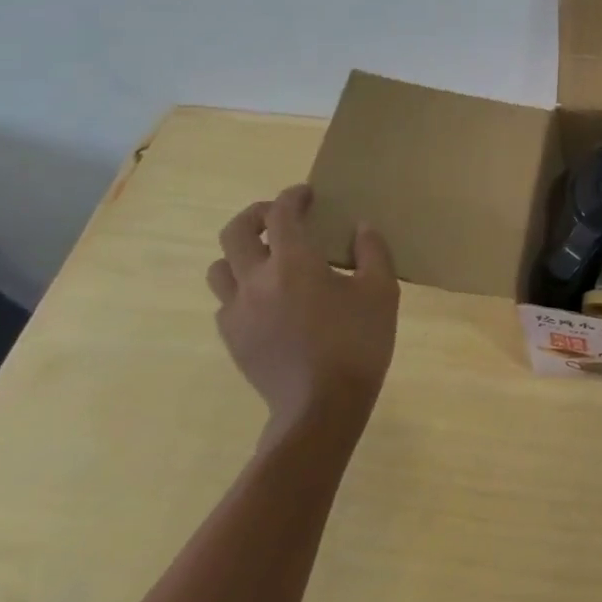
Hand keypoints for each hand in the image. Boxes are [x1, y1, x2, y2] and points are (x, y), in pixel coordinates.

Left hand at [206, 184, 398, 443]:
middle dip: (255, 215)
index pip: (281, 214)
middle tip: (278, 216)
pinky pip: (225, 302)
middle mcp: (256, 280)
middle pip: (235, 232)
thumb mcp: (382, 292)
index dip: (292, 197)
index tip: (306, 193)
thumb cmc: (358, 343)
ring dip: (240, 253)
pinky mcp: (232, 338)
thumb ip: (372, 252)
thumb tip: (361, 227)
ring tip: (267, 258)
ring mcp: (237, 311)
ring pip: (220, 267)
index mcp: (294, 263)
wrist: (320, 407)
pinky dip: (240, 289)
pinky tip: (267, 300)